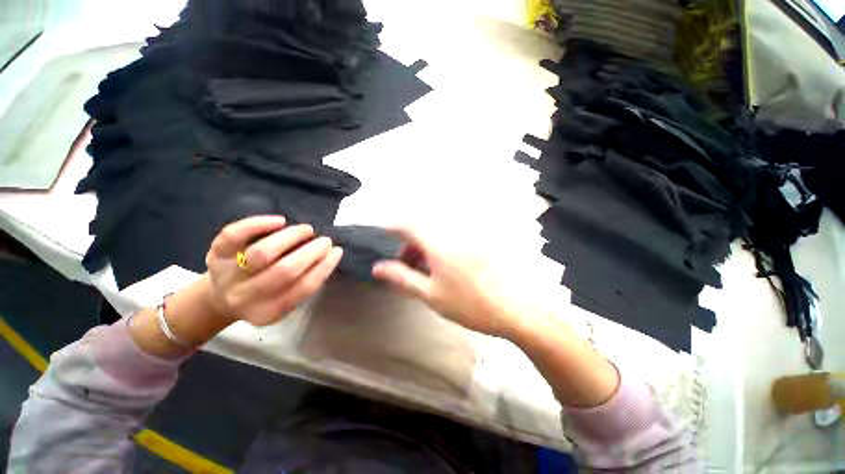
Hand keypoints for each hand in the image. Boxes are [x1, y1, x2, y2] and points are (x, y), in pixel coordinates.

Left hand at [205, 215, 343, 325]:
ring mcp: (227, 274)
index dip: (324, 267)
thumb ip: (303, 283)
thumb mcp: (284, 300)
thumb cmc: (264, 296)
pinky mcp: (215, 253)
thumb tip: (327, 255)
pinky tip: (280, 221)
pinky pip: (234, 235)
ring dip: (291, 237)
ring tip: (307, 230)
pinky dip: (259, 224)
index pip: (303, 288)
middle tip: (325, 240)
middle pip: (284, 271)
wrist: (221, 297)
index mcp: (267, 312)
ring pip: (262, 253)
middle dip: (312, 251)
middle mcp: (245, 297)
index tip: (337, 251)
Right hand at [372, 227, 527, 337]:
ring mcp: (470, 234)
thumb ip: (402, 278)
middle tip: (405, 265)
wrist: (517, 308)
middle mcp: (453, 231)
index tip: (383, 236)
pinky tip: (445, 266)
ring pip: (438, 233)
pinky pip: (453, 237)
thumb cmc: (470, 304)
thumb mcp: (430, 294)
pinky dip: (442, 247)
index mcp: (438, 242)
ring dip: (425, 246)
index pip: (407, 225)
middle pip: (422, 229)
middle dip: (409, 244)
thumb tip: (378, 268)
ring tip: (425, 269)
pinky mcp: (481, 239)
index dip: (392, 228)